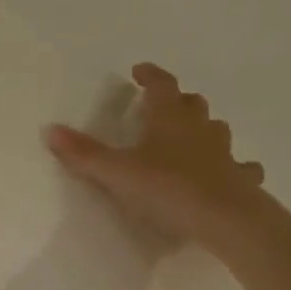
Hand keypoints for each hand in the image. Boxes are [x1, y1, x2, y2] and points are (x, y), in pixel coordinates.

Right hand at [44, 63, 265, 248]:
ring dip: (203, 130)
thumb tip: (50, 129)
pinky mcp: (239, 180)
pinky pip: (240, 167)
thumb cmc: (166, 188)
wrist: (223, 218)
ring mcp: (224, 153)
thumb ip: (84, 154)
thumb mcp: (116, 173)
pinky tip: (229, 174)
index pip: (161, 85)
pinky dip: (233, 167)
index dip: (150, 76)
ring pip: (215, 131)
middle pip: (192, 104)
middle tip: (162, 107)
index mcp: (169, 119)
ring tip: (191, 139)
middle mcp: (199, 129)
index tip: (140, 71)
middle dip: (177, 101)